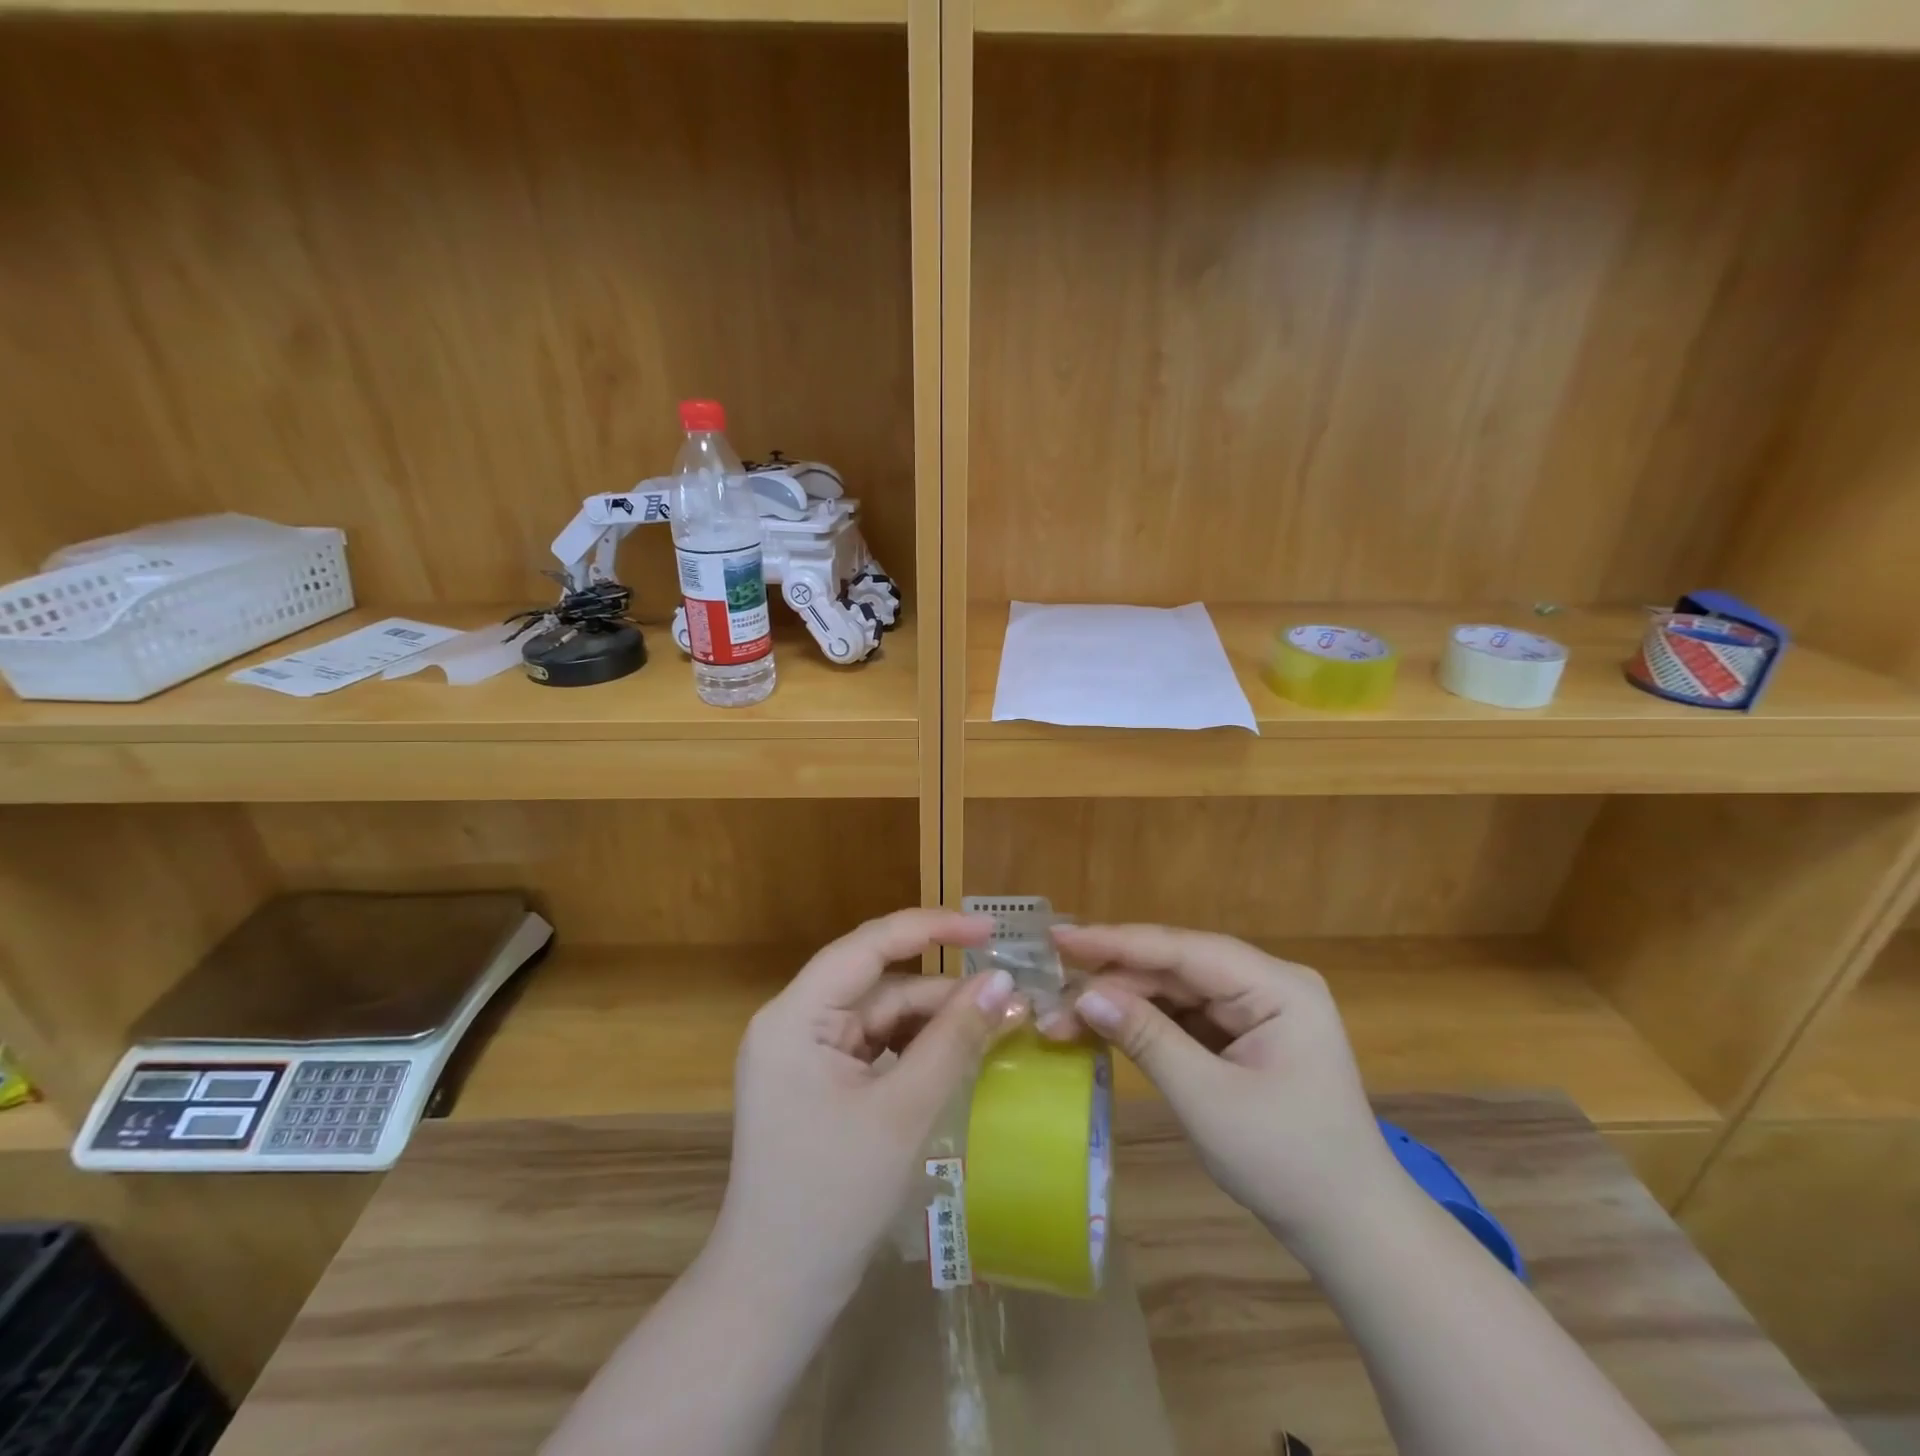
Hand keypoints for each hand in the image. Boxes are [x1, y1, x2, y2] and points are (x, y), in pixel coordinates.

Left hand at [712, 909, 1026, 1307]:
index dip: (931, 928)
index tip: (989, 931)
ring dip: (932, 1019)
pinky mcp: (817, 1079)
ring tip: (991, 1024)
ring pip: (880, 1013)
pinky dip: (914, 1046)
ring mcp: (803, 1052)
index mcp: (795, 1015)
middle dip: (941, 989)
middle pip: (877, 982)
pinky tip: (955, 1053)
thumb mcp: (903, 1111)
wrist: (775, 1293)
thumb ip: (954, 1039)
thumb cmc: (833, 1198)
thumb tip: (1003, 981)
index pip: (868, 946)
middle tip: (1006, 995)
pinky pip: (874, 1043)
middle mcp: (793, 1021)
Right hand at [1046, 923, 1400, 1249]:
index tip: (1059, 937)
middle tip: (1050, 995)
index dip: (1116, 942)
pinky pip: (1184, 1016)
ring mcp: (1256, 1010)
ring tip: (1064, 1017)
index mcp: (1276, 986)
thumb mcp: (1207, 1099)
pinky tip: (1104, 1027)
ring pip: (1174, 991)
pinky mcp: (1243, 1035)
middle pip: (1175, 968)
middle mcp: (1266, 984)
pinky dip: (1143, 1023)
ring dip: (1122, 1003)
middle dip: (1112, 982)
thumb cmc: (1288, 1162)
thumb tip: (1083, 995)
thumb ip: (1145, 1037)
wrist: (1350, 1231)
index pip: (1182, 950)